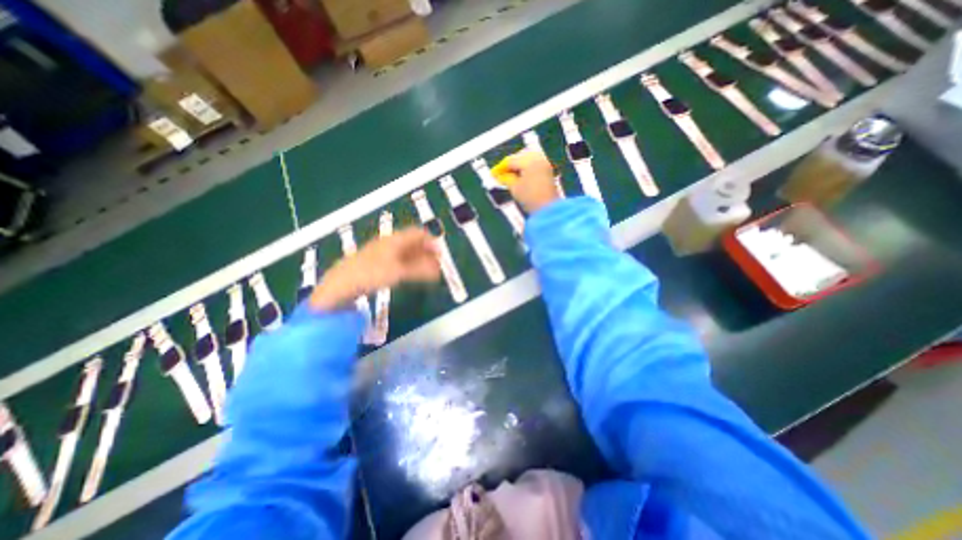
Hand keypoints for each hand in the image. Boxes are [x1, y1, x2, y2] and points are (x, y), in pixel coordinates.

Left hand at [310, 227, 440, 311]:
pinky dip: (409, 265)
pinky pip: (398, 260)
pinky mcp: (377, 263)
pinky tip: (411, 274)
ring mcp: (382, 253)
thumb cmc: (371, 273)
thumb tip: (439, 271)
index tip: (441, 253)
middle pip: (413, 243)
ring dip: (419, 259)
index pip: (418, 233)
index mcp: (395, 240)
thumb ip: (421, 270)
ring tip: (427, 271)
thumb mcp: (399, 272)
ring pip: (406, 252)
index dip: (431, 241)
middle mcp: (389, 243)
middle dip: (427, 251)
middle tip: (437, 264)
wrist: (340, 284)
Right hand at [496, 149, 565, 215]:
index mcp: (528, 161)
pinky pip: (533, 163)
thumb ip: (506, 179)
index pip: (510, 160)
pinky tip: (519, 176)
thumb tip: (499, 175)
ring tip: (509, 176)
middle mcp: (537, 158)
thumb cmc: (531, 199)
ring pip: (526, 158)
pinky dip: (525, 168)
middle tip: (500, 175)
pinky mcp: (547, 169)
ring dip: (517, 166)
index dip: (499, 168)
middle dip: (508, 165)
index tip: (492, 175)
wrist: (549, 209)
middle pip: (518, 156)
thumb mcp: (515, 188)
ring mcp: (544, 162)